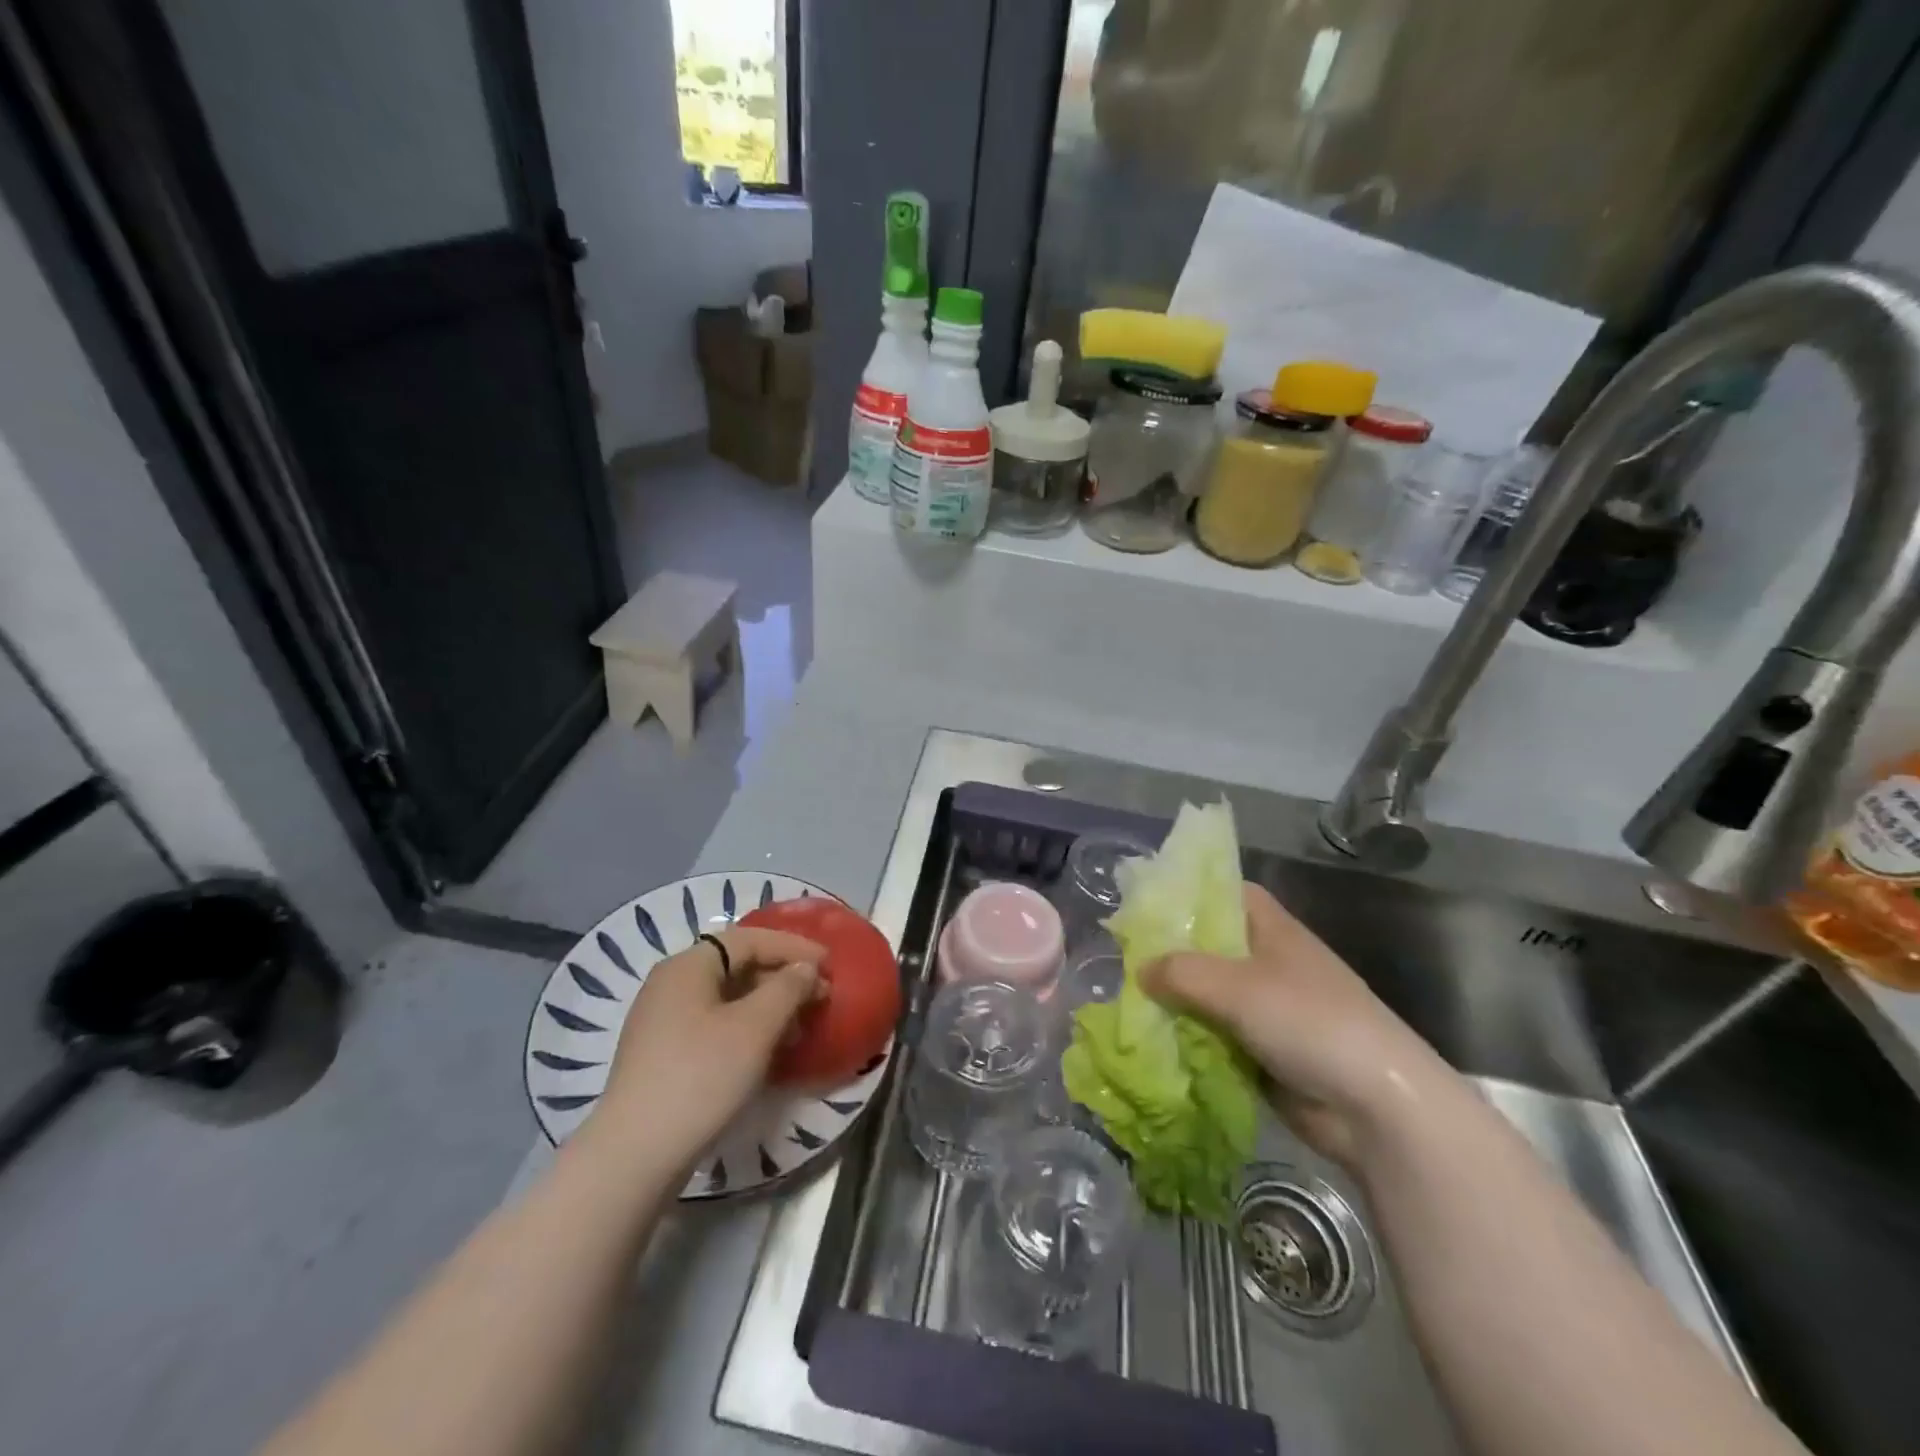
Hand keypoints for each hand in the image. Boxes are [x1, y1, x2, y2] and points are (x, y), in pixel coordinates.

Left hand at [590, 927, 825, 1173]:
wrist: (635, 1156)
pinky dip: (746, 1028)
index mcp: (688, 966)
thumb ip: (788, 988)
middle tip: (820, 996)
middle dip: (782, 977)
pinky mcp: (662, 1055)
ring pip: (727, 998)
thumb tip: (806, 968)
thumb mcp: (756, 1027)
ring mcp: (662, 1021)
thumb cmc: (701, 1077)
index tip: (830, 963)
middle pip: (736, 965)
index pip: (749, 939)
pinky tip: (767, 1051)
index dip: (793, 947)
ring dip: (768, 1006)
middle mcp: (670, 984)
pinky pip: (713, 1025)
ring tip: (799, 1027)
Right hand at [1142, 883, 1453, 1167]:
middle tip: (1121, 954)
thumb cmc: (1309, 1022)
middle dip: (1170, 952)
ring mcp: (1268, 1009)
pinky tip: (1153, 1041)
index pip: (1227, 893)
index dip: (1189, 891)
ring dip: (1177, 1001)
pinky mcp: (1264, 1052)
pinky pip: (1216, 1036)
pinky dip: (1190, 1038)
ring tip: (1125, 1000)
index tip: (1145, 901)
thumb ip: (1181, 972)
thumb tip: (1139, 970)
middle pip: (1211, 946)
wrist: (1377, 1108)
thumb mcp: (1236, 986)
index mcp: (1272, 930)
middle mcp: (1269, 962)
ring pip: (1209, 994)